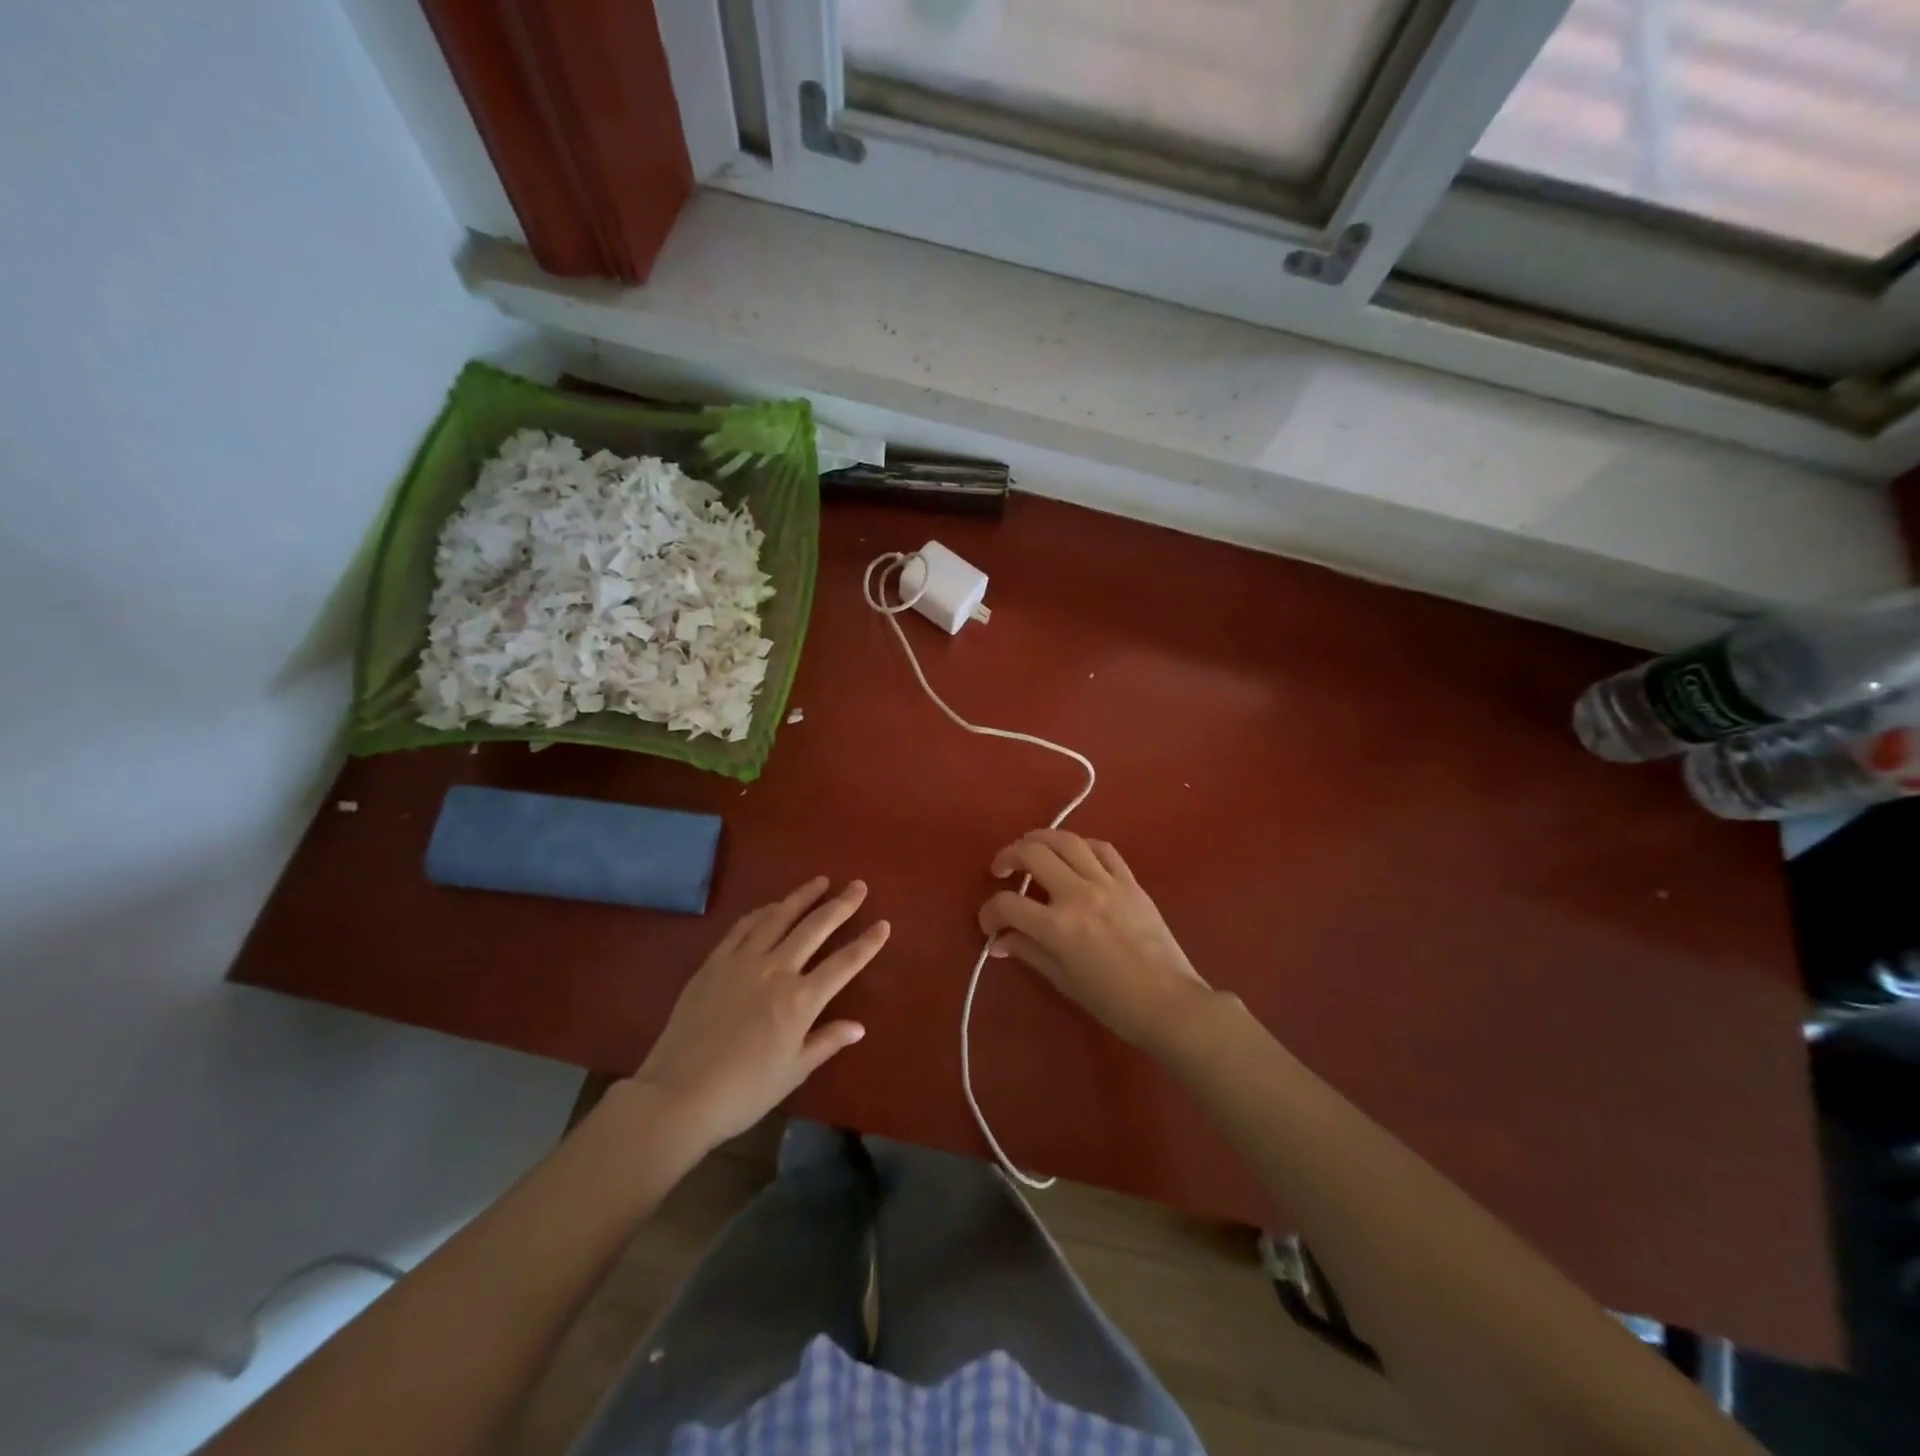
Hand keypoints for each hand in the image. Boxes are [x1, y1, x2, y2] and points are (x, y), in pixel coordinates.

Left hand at [633, 878, 887, 1150]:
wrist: (678, 1095)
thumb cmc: (743, 1092)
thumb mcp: (793, 1071)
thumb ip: (826, 1042)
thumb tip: (858, 1026)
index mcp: (800, 1000)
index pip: (844, 963)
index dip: (867, 943)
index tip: (884, 924)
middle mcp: (776, 970)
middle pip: (815, 928)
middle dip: (841, 905)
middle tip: (858, 886)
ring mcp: (742, 961)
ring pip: (779, 917)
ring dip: (803, 897)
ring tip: (820, 882)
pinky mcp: (714, 962)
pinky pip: (743, 927)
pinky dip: (763, 912)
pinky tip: (772, 906)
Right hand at [980, 830, 1213, 1053]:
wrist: (1168, 1003)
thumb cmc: (1112, 1002)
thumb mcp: (1063, 980)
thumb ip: (1029, 952)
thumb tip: (1000, 942)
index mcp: (1057, 926)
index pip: (1007, 905)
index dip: (989, 912)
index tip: (989, 923)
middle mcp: (1078, 894)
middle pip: (1032, 854)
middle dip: (1008, 856)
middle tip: (1001, 869)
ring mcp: (1106, 883)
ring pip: (1066, 840)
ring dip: (1040, 839)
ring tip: (1030, 848)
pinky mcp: (1130, 881)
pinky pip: (1103, 849)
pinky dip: (1081, 846)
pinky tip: (1074, 855)